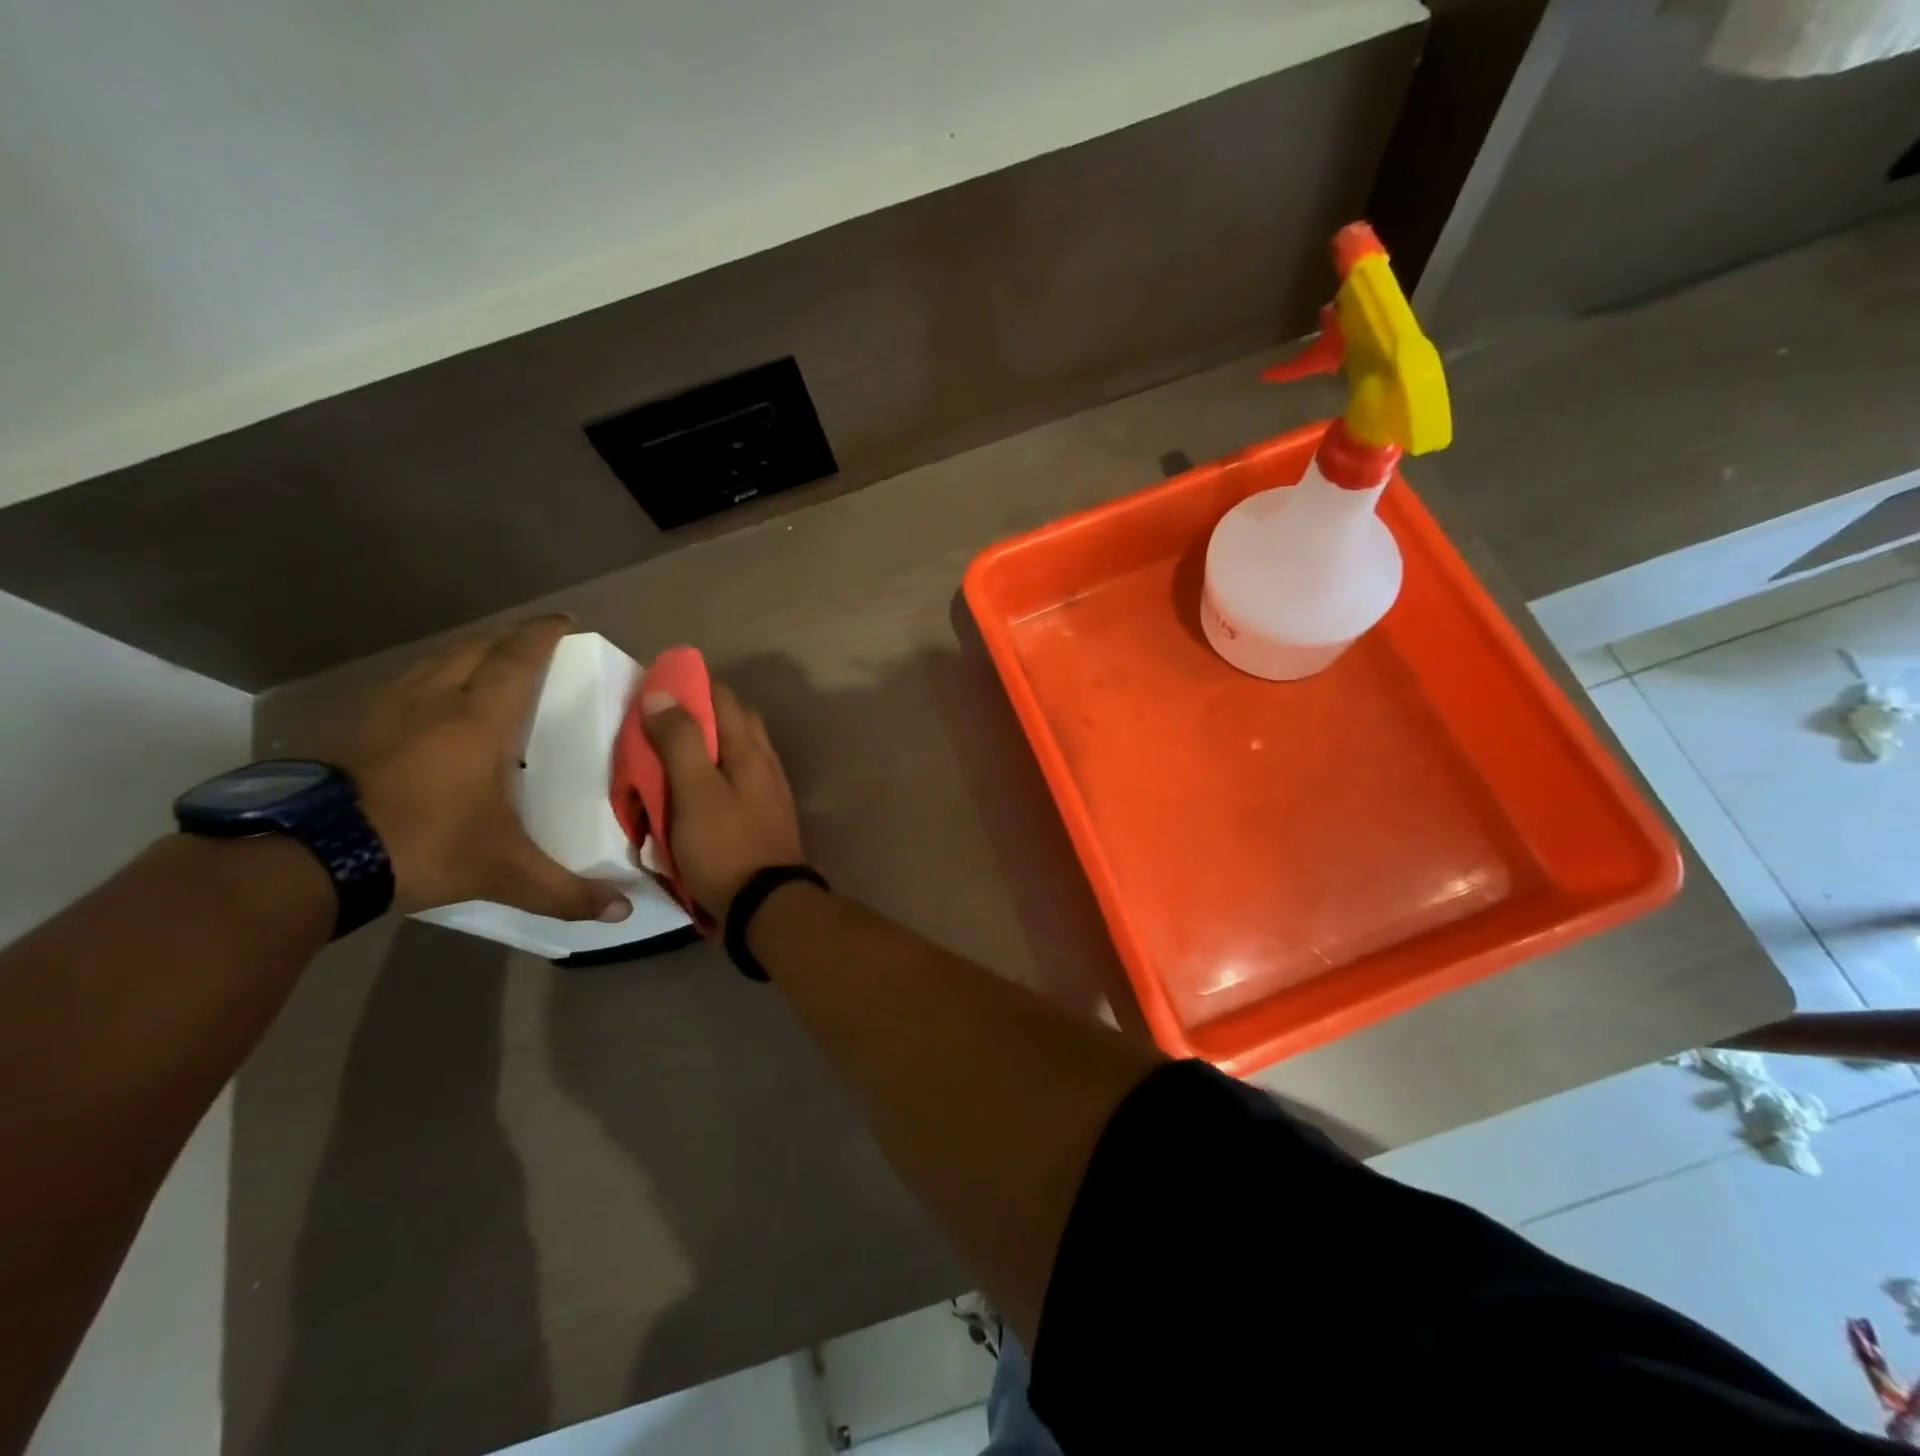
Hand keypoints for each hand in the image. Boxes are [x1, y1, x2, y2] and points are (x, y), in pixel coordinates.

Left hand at [338, 616, 631, 922]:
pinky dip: (429, 679)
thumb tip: (623, 913)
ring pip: (434, 660)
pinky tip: (429, 707)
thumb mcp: (502, 872)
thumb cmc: (420, 844)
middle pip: (475, 646)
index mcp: (478, 719)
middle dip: (509, 638)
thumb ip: (565, 891)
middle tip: (536, 648)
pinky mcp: (350, 725)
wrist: (302, 856)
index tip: (567, 621)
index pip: (517, 657)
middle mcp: (433, 699)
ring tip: (488, 670)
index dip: (544, 633)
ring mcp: (385, 707)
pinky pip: (402, 683)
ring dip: (467, 654)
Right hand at [642, 681, 804, 918]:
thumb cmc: (725, 846)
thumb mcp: (695, 792)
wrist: (766, 905)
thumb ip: (680, 742)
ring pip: (735, 752)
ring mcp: (768, 791)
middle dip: (698, 713)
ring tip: (669, 756)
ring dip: (706, 745)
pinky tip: (693, 791)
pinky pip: (735, 781)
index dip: (690, 685)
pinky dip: (713, 775)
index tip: (655, 685)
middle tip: (658, 722)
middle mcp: (765, 762)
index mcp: (750, 750)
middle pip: (733, 722)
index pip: (722, 697)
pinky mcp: (763, 816)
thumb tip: (663, 693)